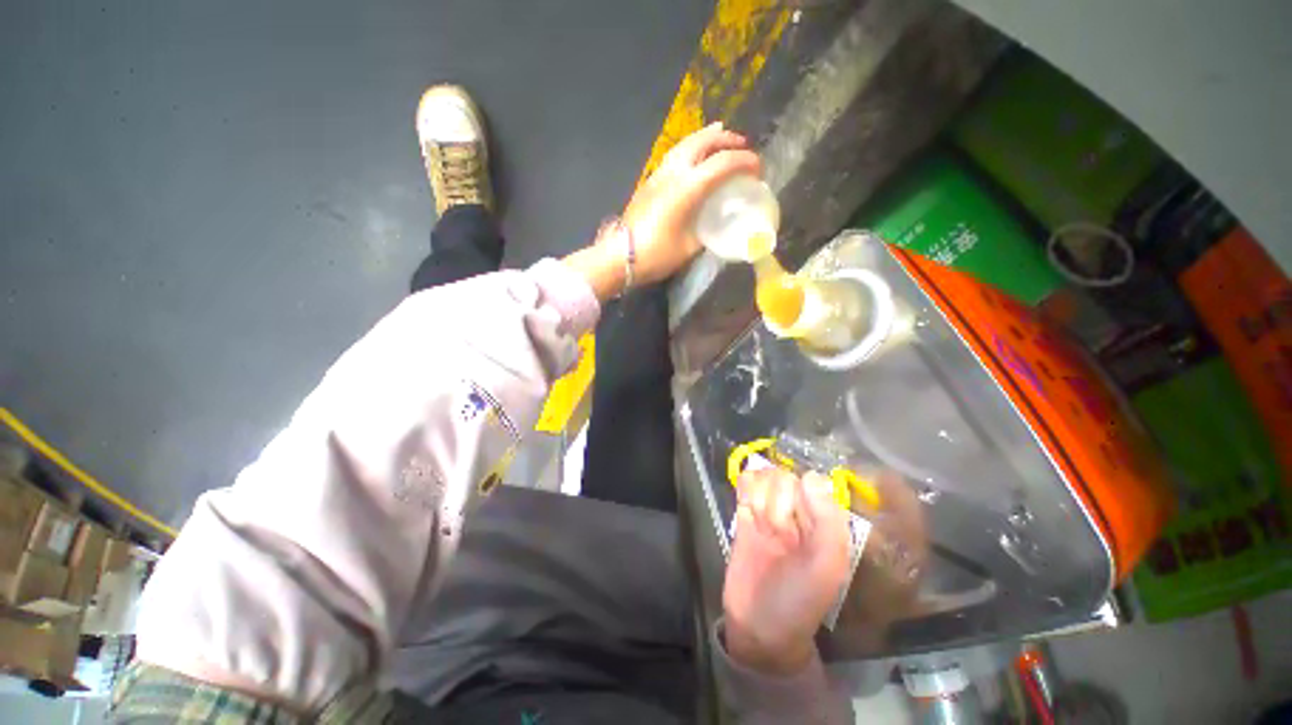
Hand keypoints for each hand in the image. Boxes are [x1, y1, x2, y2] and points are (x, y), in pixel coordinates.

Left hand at [620, 122, 760, 284]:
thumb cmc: (657, 254)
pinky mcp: (650, 181)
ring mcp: (659, 174)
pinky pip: (675, 155)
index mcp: (688, 187)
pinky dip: (690, 148)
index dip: (745, 162)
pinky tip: (694, 158)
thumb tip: (716, 223)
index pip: (723, 163)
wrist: (620, 256)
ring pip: (686, 143)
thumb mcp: (690, 247)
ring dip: (707, 138)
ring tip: (720, 139)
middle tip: (742, 145)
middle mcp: (674, 172)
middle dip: (726, 139)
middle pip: (703, 141)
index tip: (758, 169)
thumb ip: (707, 232)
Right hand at [722, 469, 851, 675]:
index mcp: (823, 523)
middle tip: (776, 531)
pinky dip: (745, 486)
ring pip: (764, 476)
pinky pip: (746, 482)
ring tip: (761, 524)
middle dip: (777, 500)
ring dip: (759, 496)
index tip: (795, 519)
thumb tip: (812, 476)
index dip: (800, 494)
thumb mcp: (826, 568)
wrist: (758, 625)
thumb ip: (828, 522)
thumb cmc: (799, 601)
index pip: (811, 482)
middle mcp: (797, 513)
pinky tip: (745, 504)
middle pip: (783, 477)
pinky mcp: (745, 514)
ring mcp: (770, 511)